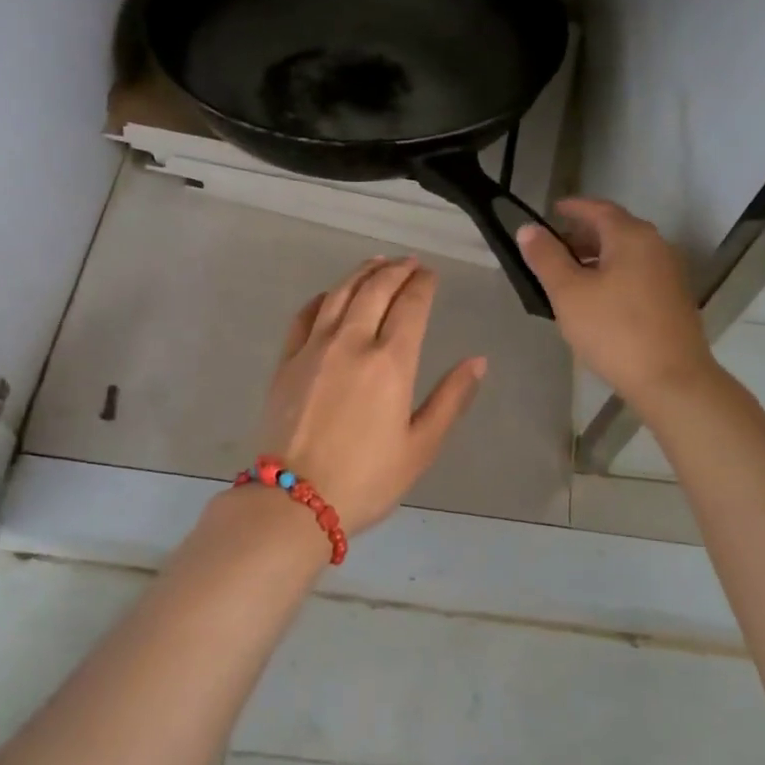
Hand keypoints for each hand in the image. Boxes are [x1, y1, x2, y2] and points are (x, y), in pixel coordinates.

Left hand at [253, 257, 485, 532]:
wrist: (293, 501)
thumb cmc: (366, 480)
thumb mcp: (420, 447)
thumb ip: (451, 399)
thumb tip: (478, 361)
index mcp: (390, 362)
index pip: (411, 305)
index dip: (423, 284)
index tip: (431, 274)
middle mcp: (351, 343)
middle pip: (375, 290)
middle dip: (396, 270)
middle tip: (409, 262)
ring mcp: (313, 349)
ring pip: (339, 294)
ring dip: (361, 274)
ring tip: (376, 263)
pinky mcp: (286, 362)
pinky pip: (304, 316)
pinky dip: (322, 298)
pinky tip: (330, 295)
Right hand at [517, 199, 716, 411]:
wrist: (671, 379)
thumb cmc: (614, 331)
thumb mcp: (569, 293)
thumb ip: (546, 258)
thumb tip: (528, 229)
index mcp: (632, 236)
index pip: (598, 208)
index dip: (572, 207)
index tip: (551, 210)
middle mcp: (656, 246)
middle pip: (615, 229)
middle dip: (582, 234)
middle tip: (553, 248)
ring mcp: (669, 273)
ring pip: (627, 254)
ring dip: (597, 257)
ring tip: (569, 276)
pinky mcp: (673, 299)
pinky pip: (637, 274)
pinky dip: (613, 274)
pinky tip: (597, 299)